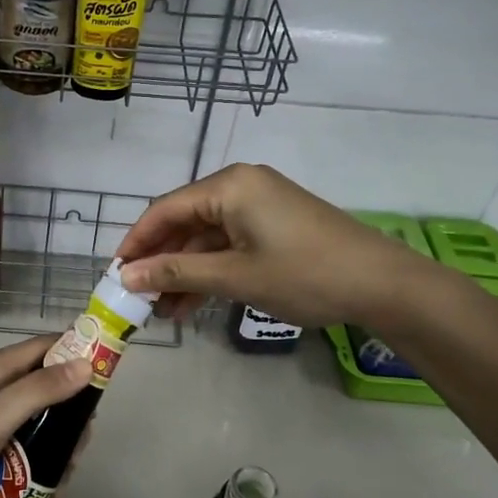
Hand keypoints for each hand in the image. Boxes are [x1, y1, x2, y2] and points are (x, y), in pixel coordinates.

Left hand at [0, 336, 91, 497]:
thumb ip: (38, 391)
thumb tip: (86, 362)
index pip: (48, 347)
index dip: (79, 354)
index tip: (107, 381)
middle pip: (48, 388)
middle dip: (71, 418)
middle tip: (77, 453)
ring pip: (38, 423)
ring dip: (55, 449)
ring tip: (58, 485)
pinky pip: (22, 448)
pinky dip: (36, 467)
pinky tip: (39, 497)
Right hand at [116, 162, 429, 326]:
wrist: (382, 284)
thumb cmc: (303, 274)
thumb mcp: (234, 276)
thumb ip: (176, 272)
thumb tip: (125, 276)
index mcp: (228, 186)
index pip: (165, 209)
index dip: (137, 242)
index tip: (115, 275)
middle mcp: (240, 186)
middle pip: (184, 221)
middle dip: (160, 261)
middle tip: (138, 298)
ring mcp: (259, 205)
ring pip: (206, 236)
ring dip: (184, 271)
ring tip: (163, 311)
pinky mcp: (274, 224)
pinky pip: (229, 243)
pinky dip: (211, 270)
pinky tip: (192, 303)